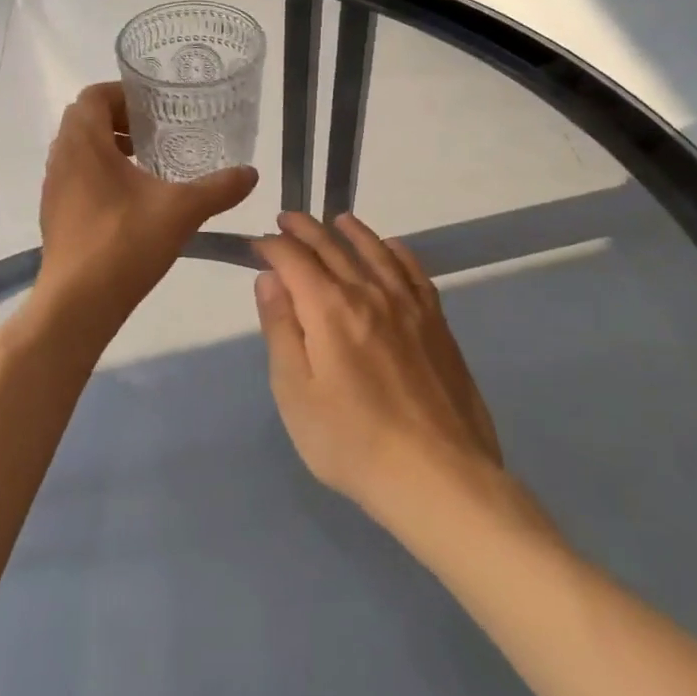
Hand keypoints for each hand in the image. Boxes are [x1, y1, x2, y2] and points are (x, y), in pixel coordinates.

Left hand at [36, 83, 257, 328]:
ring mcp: (54, 188)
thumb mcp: (181, 211)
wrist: (77, 303)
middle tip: (155, 131)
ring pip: (78, 150)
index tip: (154, 106)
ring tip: (146, 162)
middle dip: (119, 119)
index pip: (93, 96)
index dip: (123, 93)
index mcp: (84, 144)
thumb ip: (218, 188)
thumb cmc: (124, 243)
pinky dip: (99, 174)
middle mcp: (62, 158)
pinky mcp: (54, 214)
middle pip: (85, 120)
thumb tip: (251, 173)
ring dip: (108, 147)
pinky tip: (131, 200)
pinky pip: (75, 177)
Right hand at [255, 212, 504, 526]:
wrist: (438, 476)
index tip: (258, 244)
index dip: (272, 246)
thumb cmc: (352, 442)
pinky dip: (397, 251)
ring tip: (336, 219)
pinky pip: (414, 271)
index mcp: (329, 308)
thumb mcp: (295, 393)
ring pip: (375, 251)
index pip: (294, 259)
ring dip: (351, 230)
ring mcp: (408, 305)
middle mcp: (368, 293)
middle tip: (286, 218)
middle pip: (332, 246)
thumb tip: (269, 279)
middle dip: (305, 229)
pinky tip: (390, 247)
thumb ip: (280, 329)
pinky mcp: (436, 323)